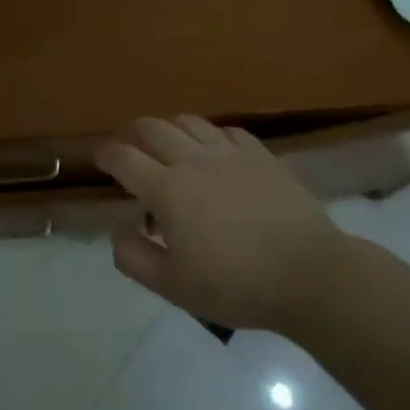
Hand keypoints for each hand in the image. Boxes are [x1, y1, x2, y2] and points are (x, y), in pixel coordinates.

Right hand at [99, 116, 351, 331]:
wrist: (310, 275)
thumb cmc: (236, 285)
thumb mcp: (174, 287)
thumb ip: (135, 258)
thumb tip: (116, 230)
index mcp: (167, 189)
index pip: (124, 159)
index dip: (107, 154)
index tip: (99, 158)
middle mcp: (194, 161)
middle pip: (153, 129)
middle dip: (133, 132)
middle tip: (128, 144)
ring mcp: (231, 154)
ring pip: (190, 122)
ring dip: (171, 127)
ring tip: (168, 141)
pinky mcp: (262, 156)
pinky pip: (229, 131)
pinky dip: (212, 135)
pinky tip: (216, 149)